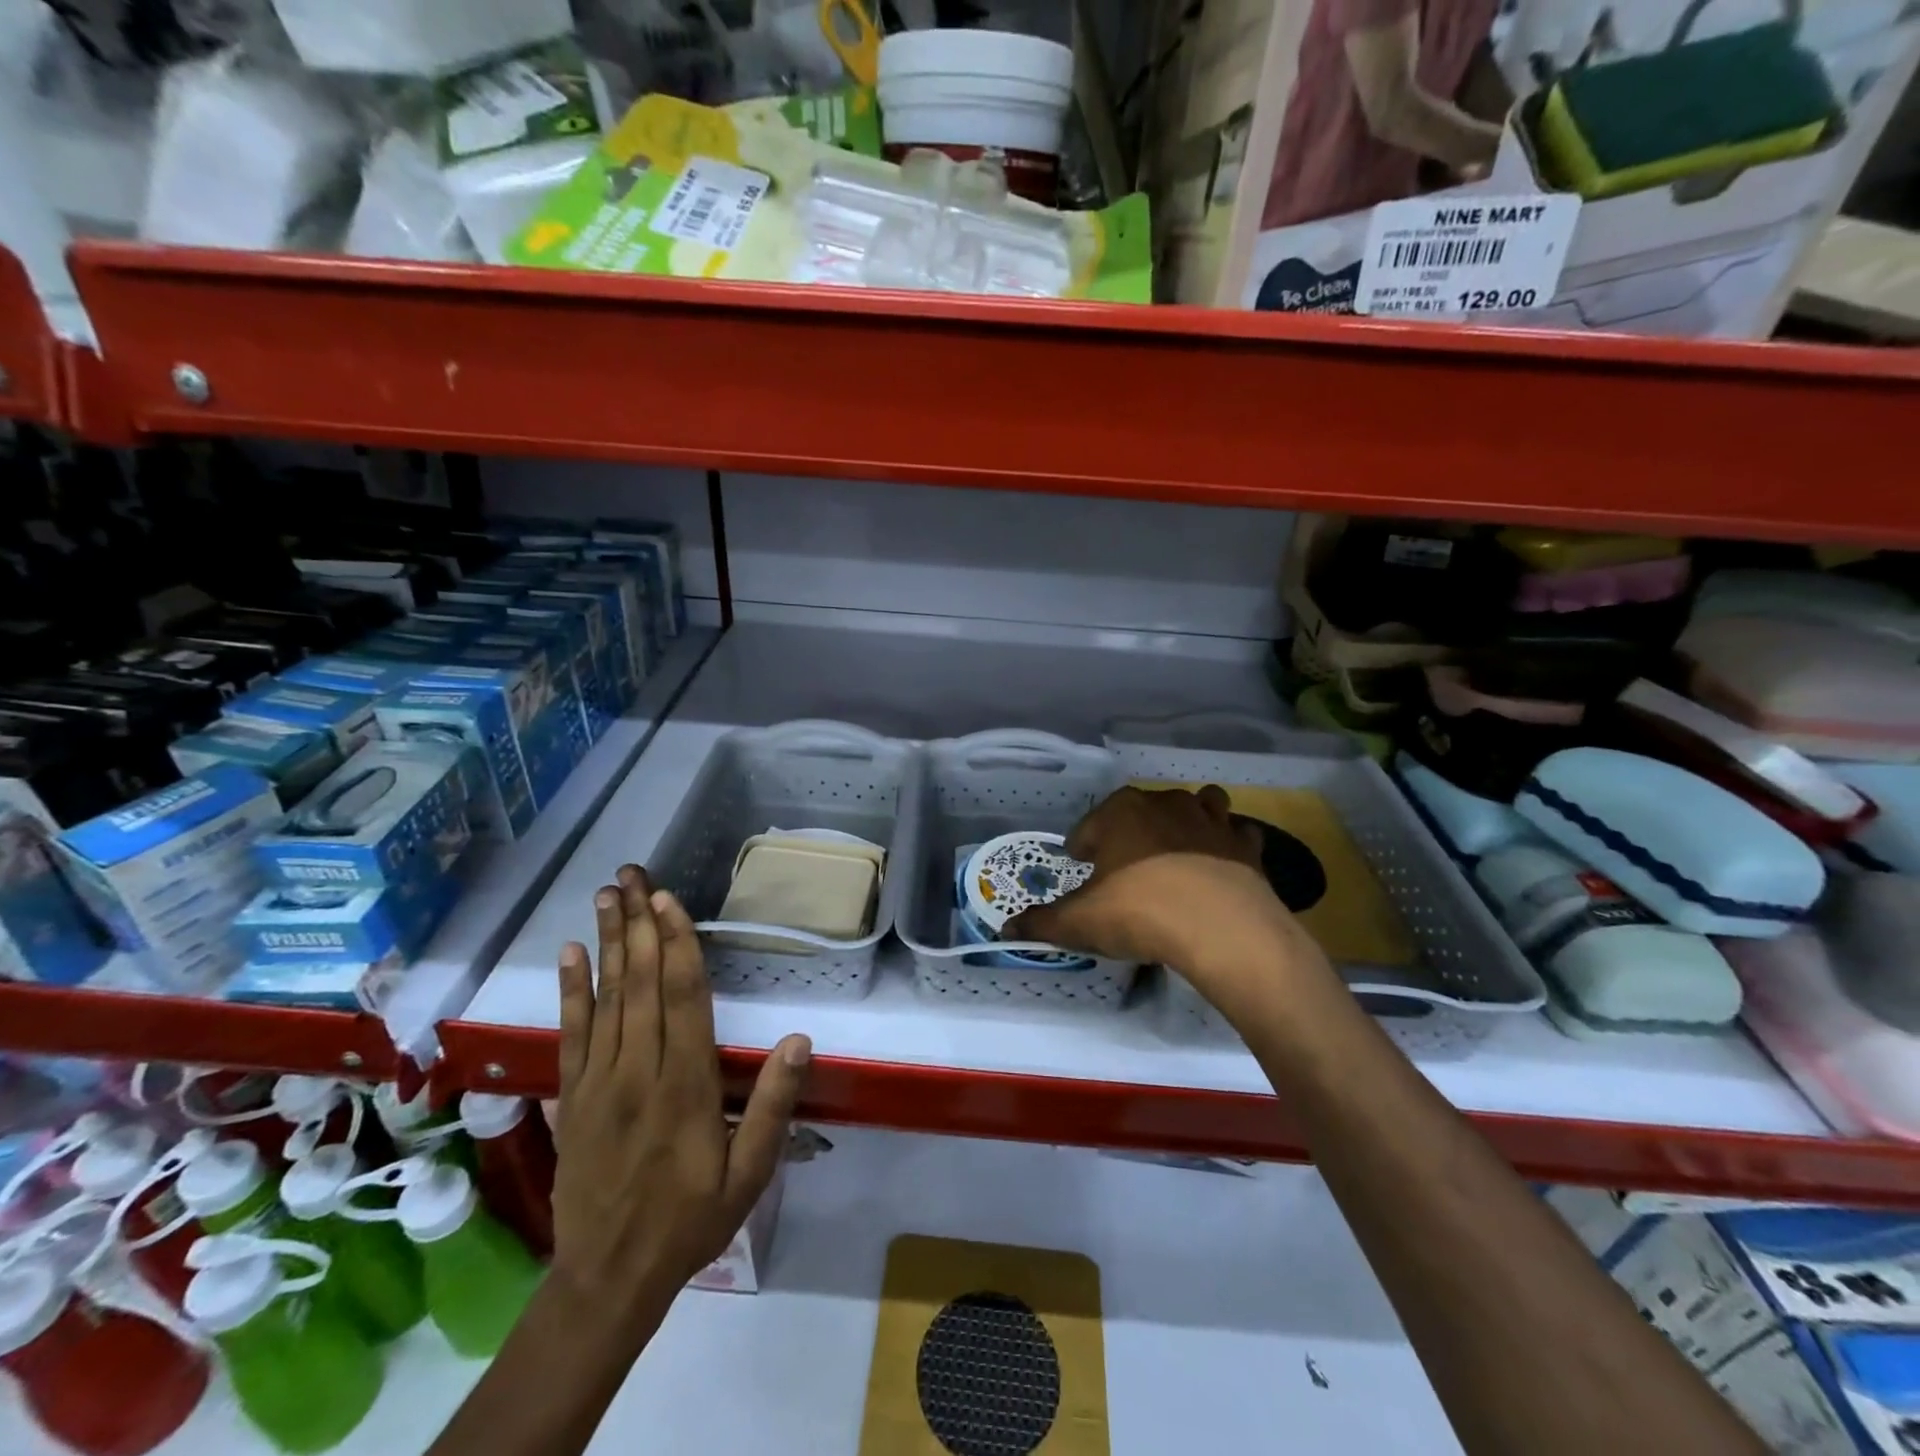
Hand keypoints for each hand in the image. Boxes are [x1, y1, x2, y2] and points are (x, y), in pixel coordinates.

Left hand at [550, 864, 810, 1333]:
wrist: (607, 1277)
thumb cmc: (689, 1219)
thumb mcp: (748, 1174)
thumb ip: (773, 1105)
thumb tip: (800, 1040)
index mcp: (685, 1085)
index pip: (682, 999)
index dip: (675, 945)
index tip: (668, 900)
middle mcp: (639, 1070)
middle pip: (640, 983)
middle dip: (639, 923)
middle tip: (634, 874)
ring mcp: (600, 1080)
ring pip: (606, 997)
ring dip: (607, 941)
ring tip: (607, 894)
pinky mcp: (574, 1094)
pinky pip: (571, 1032)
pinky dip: (571, 989)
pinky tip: (570, 953)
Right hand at [1005, 786, 1330, 1019]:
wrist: (1222, 928)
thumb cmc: (1139, 912)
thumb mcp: (1080, 922)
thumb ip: (1042, 922)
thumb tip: (1006, 929)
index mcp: (1121, 812)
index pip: (1090, 825)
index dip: (1081, 847)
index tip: (1081, 866)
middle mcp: (1165, 803)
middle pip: (1141, 810)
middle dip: (1130, 832)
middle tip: (1123, 868)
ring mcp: (1211, 819)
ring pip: (1197, 805)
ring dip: (1185, 822)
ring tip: (1176, 853)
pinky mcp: (1245, 844)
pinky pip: (1234, 834)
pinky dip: (1227, 845)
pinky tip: (1218, 868)